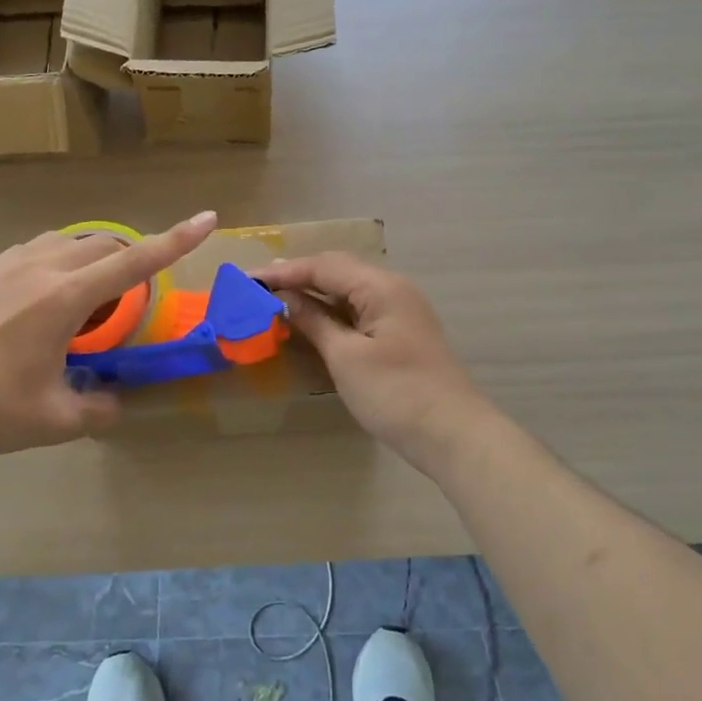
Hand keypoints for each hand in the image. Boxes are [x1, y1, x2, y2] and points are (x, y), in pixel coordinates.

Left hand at [0, 212, 218, 457]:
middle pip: (105, 244)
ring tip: (91, 296)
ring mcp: (10, 264)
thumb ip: (98, 411)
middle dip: (132, 258)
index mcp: (65, 298)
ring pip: (71, 241)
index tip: (207, 219)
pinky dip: (62, 259)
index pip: (134, 262)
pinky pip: (41, 248)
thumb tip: (116, 404)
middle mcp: (42, 268)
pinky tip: (48, 292)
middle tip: (131, 300)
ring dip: (95, 257)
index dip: (176, 240)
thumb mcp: (54, 420)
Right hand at [252, 254, 492, 474]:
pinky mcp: (402, 332)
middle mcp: (393, 288)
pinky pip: (361, 309)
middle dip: (299, 276)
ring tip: (278, 300)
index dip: (285, 271)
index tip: (249, 278)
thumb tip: (285, 298)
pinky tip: (313, 321)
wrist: (452, 434)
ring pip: (350, 289)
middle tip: (259, 285)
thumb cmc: (395, 393)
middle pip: (339, 271)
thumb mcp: (346, 358)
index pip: (324, 266)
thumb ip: (314, 322)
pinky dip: (333, 311)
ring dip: (315, 293)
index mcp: (381, 287)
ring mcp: (401, 310)